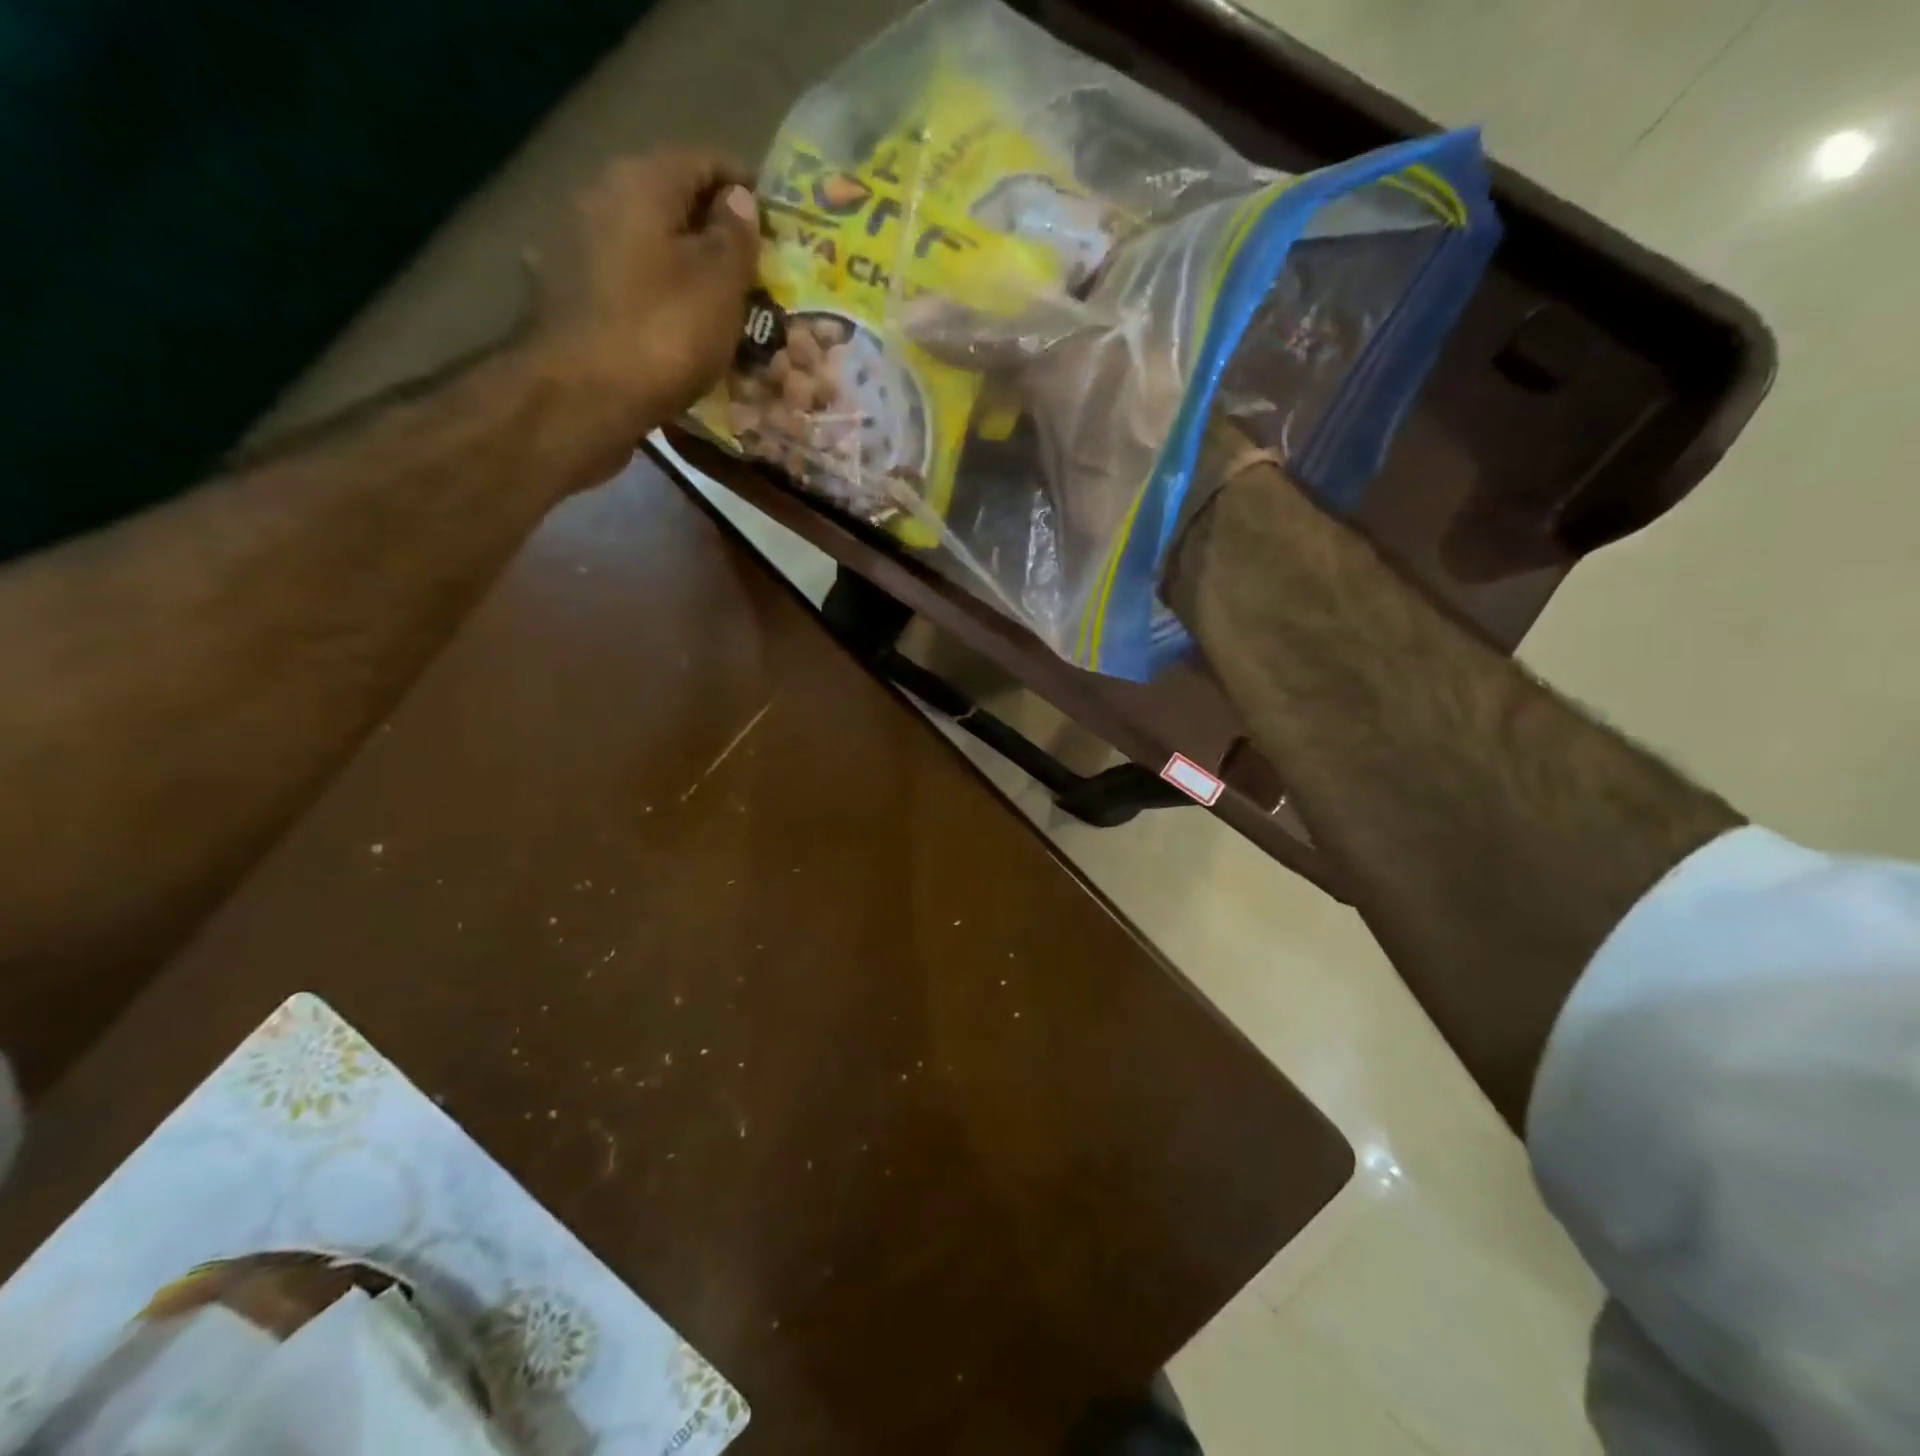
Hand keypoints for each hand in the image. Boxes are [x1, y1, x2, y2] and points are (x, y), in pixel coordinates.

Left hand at [529, 149, 760, 441]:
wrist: (580, 399)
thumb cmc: (663, 334)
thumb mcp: (720, 285)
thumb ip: (735, 237)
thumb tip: (739, 199)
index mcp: (641, 183)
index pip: (704, 161)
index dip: (745, 189)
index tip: (776, 228)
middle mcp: (600, 199)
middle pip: (671, 205)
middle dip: (715, 236)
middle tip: (754, 276)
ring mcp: (576, 249)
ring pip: (648, 249)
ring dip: (686, 273)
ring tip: (722, 311)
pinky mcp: (568, 299)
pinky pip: (628, 288)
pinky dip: (657, 302)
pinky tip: (678, 333)